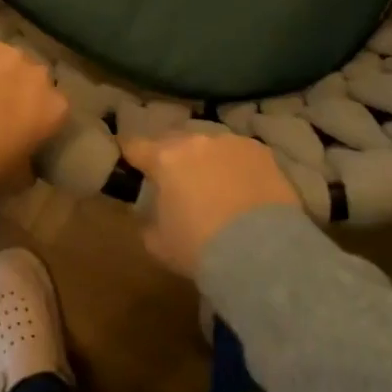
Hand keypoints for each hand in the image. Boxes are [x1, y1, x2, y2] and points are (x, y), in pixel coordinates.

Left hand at [0, 35, 68, 197]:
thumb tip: (27, 158)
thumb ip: (30, 161)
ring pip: (7, 59)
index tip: (21, 125)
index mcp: (55, 108)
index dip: (36, 114)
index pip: (54, 106)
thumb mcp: (17, 177)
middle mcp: (40, 75)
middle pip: (33, 77)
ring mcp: (10, 53)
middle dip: (20, 88)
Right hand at [120, 132, 299, 278]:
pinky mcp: (261, 151)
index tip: (130, 161)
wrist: (261, 251)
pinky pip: (239, 153)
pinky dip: (236, 165)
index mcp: (165, 159)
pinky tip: (243, 187)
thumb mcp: (159, 244)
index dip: (130, 153)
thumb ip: (149, 222)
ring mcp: (231, 143)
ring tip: (213, 183)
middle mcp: (195, 141)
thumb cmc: (201, 247)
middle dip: (171, 156)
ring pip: (209, 144)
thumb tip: (152, 216)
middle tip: (175, 178)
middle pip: (174, 140)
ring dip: (205, 159)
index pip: (135, 146)